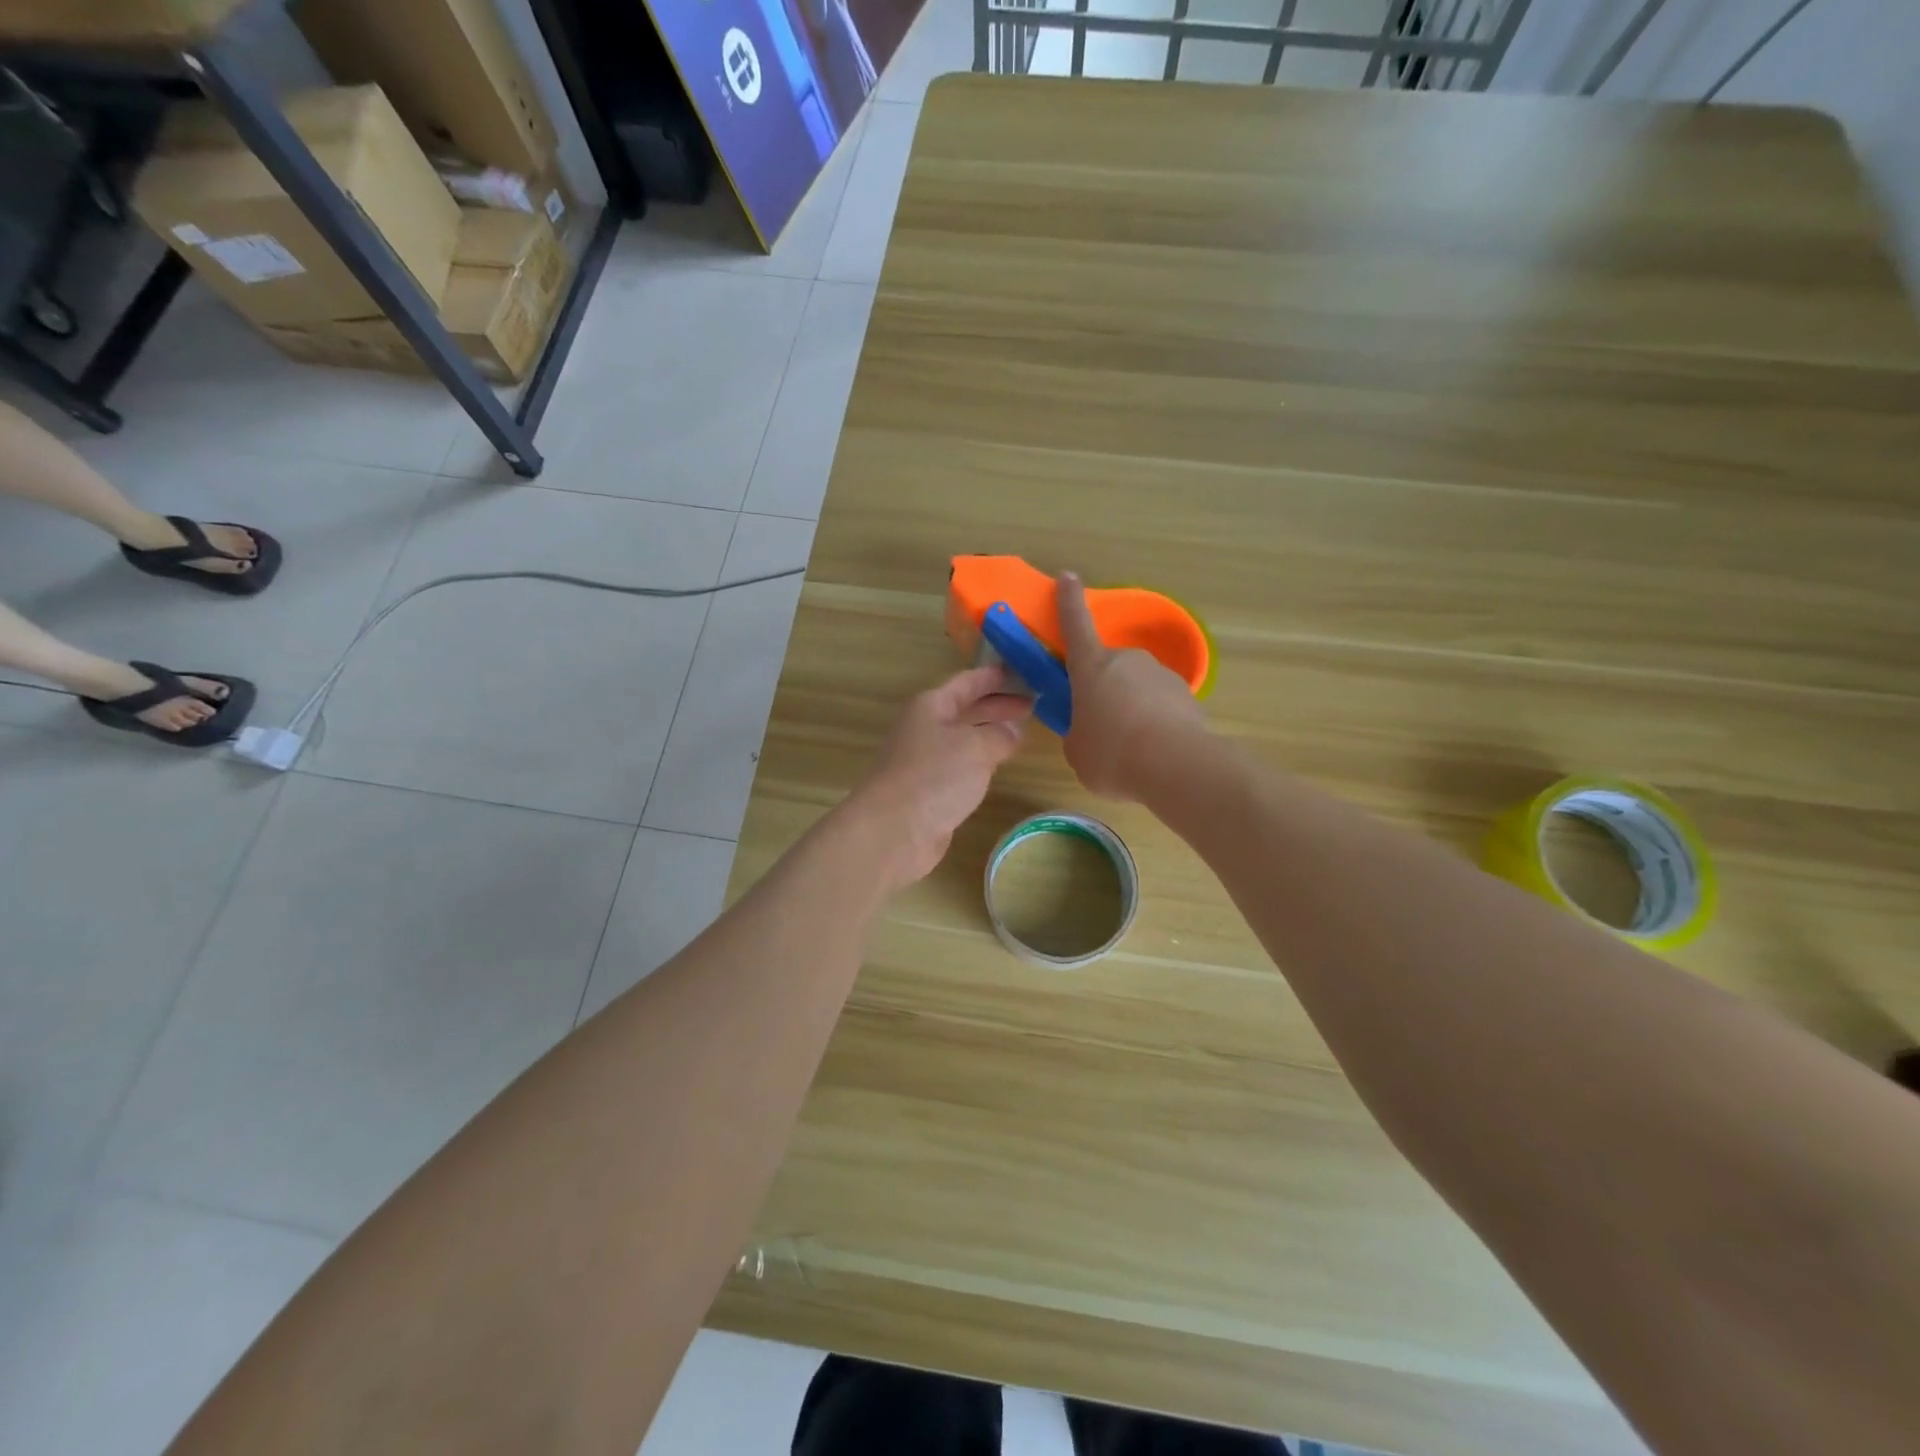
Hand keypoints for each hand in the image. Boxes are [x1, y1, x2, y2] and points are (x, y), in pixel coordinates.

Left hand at [849, 665, 1030, 888]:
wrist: (894, 830)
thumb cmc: (934, 776)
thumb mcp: (976, 747)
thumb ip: (1000, 734)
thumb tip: (1013, 730)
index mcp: (930, 706)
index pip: (966, 682)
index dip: (993, 676)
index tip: (1021, 671)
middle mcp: (924, 728)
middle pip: (965, 709)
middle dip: (996, 706)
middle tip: (1031, 704)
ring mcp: (924, 760)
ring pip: (963, 738)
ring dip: (990, 734)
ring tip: (1021, 733)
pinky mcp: (928, 789)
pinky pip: (960, 765)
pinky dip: (980, 761)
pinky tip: (997, 766)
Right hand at [1057, 571, 1208, 798]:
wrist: (1175, 766)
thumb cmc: (1111, 754)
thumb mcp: (1077, 750)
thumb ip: (1078, 734)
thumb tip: (1088, 732)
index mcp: (1091, 667)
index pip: (1076, 625)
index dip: (1069, 600)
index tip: (1069, 577)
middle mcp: (1126, 660)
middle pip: (1109, 668)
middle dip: (1105, 690)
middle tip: (1102, 726)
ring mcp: (1160, 674)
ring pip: (1138, 687)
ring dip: (1132, 708)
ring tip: (1132, 748)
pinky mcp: (1187, 695)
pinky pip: (1162, 705)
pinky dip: (1156, 722)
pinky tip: (1155, 751)